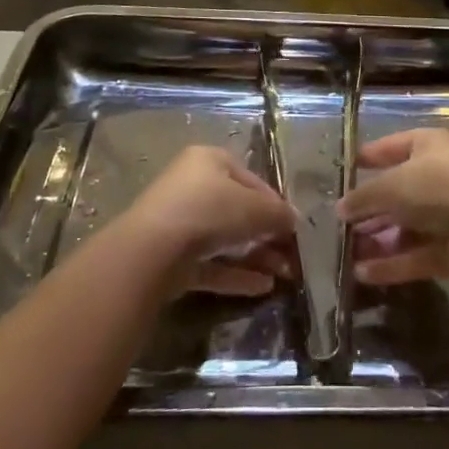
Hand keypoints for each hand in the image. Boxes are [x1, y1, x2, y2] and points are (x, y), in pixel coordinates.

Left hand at [124, 146, 298, 297]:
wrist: (153, 251)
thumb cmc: (209, 210)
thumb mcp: (254, 207)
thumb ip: (277, 213)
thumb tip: (294, 220)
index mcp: (210, 161)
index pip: (251, 179)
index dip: (274, 203)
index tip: (294, 226)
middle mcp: (193, 187)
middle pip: (238, 211)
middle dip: (268, 234)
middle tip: (292, 255)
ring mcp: (181, 224)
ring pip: (226, 240)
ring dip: (257, 257)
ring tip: (286, 275)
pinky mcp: (174, 259)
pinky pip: (212, 264)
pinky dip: (237, 274)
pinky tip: (264, 288)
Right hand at [337, 129, 448, 285]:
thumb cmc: (437, 185)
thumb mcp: (392, 185)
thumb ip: (364, 197)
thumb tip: (340, 208)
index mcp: (428, 145)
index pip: (392, 147)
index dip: (369, 158)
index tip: (345, 171)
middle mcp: (439, 175)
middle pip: (398, 192)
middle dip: (370, 209)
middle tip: (341, 224)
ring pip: (407, 226)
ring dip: (378, 240)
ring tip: (347, 254)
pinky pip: (418, 253)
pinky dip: (393, 263)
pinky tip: (364, 274)